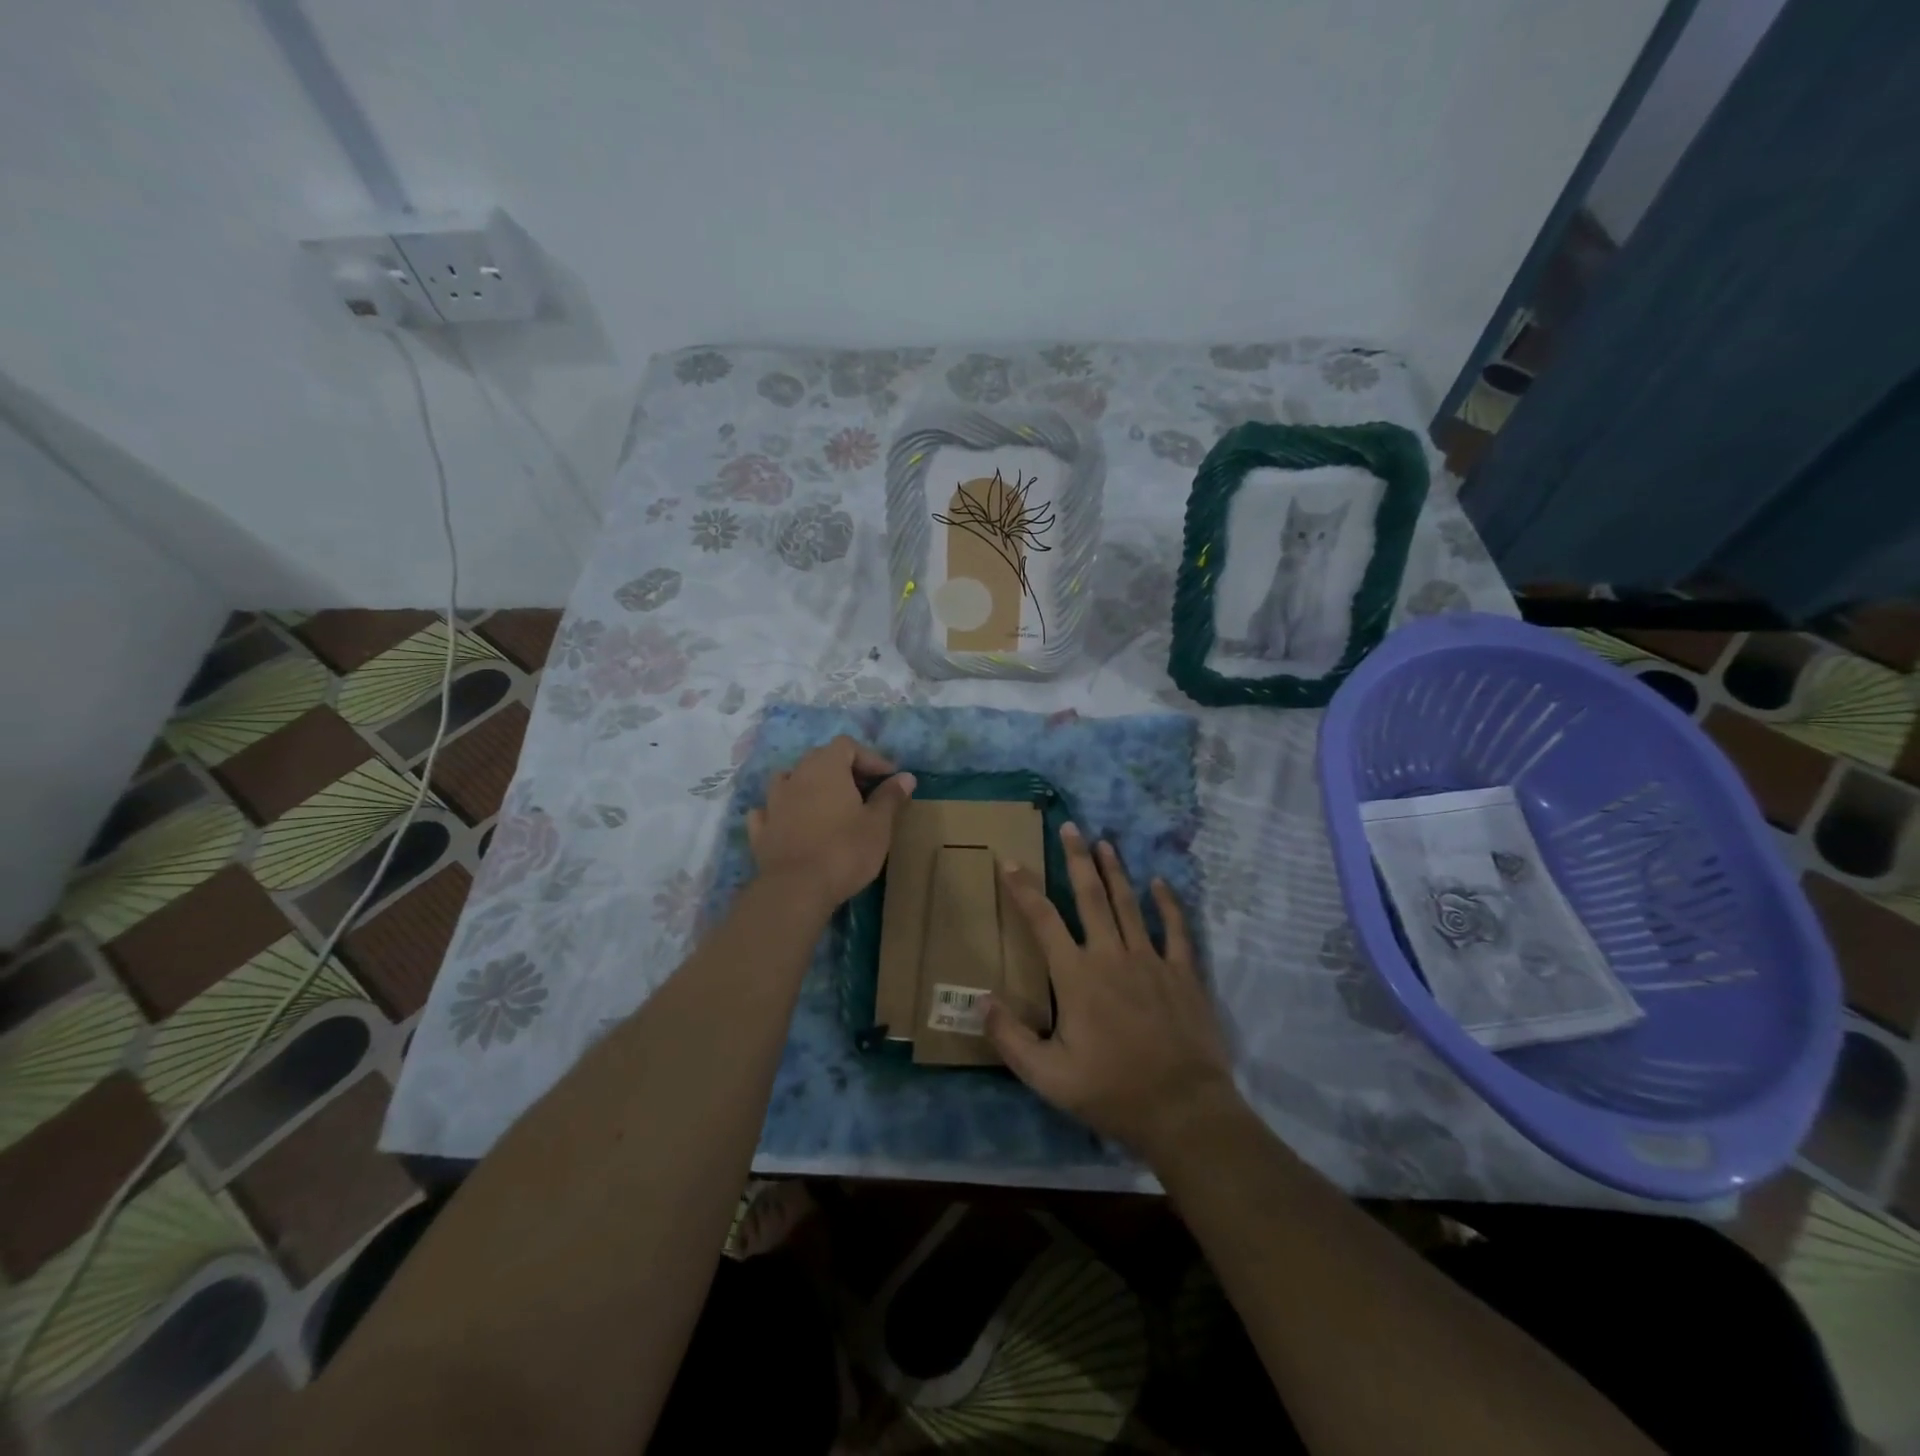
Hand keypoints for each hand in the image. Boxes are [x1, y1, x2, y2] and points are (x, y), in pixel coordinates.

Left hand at [746, 737, 914, 912]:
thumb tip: (906, 776)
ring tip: (828, 805)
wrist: (797, 889)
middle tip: (865, 792)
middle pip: (819, 758)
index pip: (847, 745)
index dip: (870, 758)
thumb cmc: (845, 850)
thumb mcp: (878, 824)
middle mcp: (796, 776)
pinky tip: (791, 822)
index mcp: (826, 768)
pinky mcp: (760, 830)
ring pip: (790, 780)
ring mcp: (773, 802)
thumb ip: (890, 796)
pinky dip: (783, 811)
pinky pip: (770, 810)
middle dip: (843, 770)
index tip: (889, 779)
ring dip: (809, 786)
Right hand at [988, 824, 1239, 1165]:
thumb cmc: (1111, 1092)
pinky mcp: (1183, 973)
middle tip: (1069, 828)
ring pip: (1128, 904)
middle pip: (1090, 896)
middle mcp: (1111, 956)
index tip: (1010, 861)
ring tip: (1104, 842)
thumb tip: (980, 1001)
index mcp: (1076, 976)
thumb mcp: (1047, 1077)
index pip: (1043, 920)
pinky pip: (1175, 928)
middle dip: (1076, 859)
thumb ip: (1010, 1039)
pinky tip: (1160, 883)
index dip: (1023, 888)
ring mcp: (1151, 960)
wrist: (1183, 1111)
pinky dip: (1167, 903)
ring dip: (1114, 871)